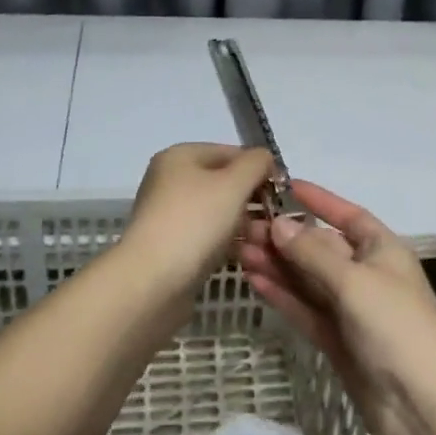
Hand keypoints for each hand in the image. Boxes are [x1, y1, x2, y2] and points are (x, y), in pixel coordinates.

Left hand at [119, 143, 276, 311]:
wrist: (151, 282)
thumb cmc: (195, 222)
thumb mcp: (233, 183)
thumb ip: (256, 163)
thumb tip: (266, 160)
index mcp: (180, 157)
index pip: (230, 152)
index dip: (260, 168)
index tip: (284, 192)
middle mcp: (171, 181)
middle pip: (224, 183)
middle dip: (254, 199)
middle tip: (278, 220)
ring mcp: (170, 215)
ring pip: (219, 212)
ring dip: (246, 224)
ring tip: (269, 241)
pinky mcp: (173, 246)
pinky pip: (210, 236)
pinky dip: (230, 243)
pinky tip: (250, 255)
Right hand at [238, 181, 435, 434]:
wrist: (421, 405)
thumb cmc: (395, 326)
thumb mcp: (354, 281)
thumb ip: (313, 253)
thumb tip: (279, 224)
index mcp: (383, 250)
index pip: (347, 215)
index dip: (319, 200)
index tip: (284, 186)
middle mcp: (366, 274)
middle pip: (320, 247)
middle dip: (285, 236)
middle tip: (243, 226)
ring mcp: (350, 309)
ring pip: (307, 279)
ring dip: (277, 264)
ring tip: (239, 249)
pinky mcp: (336, 339)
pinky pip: (305, 308)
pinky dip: (282, 294)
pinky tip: (254, 280)